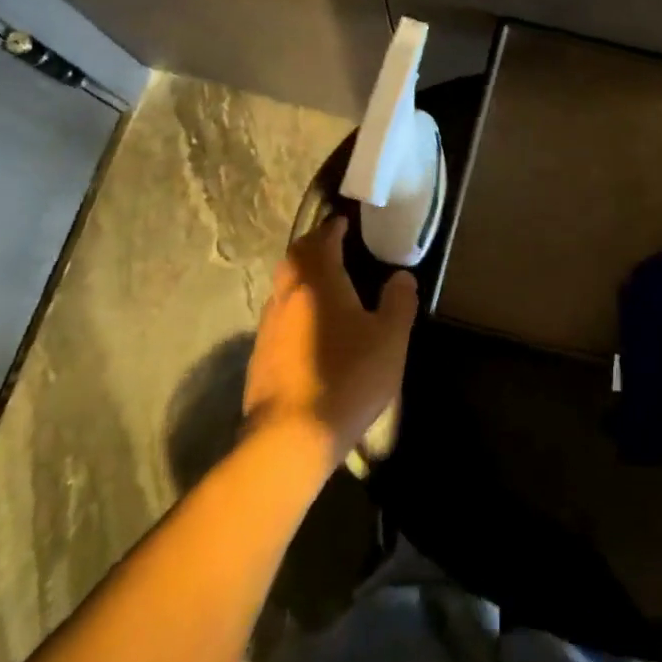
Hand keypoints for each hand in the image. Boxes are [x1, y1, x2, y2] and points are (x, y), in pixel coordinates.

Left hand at [243, 215, 418, 468]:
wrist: (290, 439)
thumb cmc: (347, 379)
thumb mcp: (390, 340)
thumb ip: (399, 302)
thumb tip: (402, 276)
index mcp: (319, 282)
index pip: (322, 241)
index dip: (332, 228)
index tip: (343, 222)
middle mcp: (288, 295)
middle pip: (294, 258)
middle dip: (311, 246)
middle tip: (330, 245)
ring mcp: (268, 327)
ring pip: (282, 287)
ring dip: (300, 276)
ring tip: (322, 283)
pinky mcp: (259, 356)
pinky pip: (277, 315)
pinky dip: (293, 306)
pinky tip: (307, 326)